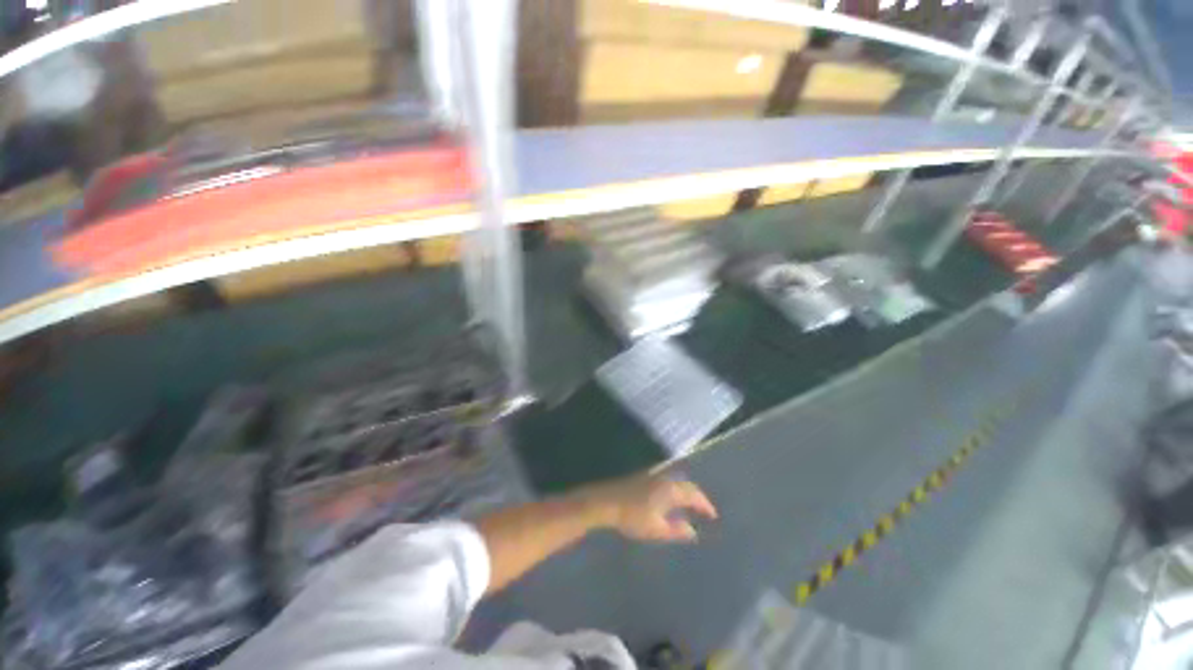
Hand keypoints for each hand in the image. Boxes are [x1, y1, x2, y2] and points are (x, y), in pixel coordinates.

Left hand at [584, 473, 717, 542]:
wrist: (607, 501)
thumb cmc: (633, 517)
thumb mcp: (656, 529)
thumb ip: (676, 530)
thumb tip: (693, 532)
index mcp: (671, 490)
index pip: (694, 494)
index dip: (705, 504)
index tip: (713, 515)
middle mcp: (665, 478)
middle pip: (686, 484)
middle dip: (697, 496)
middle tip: (704, 509)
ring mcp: (654, 475)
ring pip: (676, 481)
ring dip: (685, 491)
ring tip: (690, 504)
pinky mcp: (644, 477)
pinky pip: (667, 480)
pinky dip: (675, 488)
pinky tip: (671, 498)